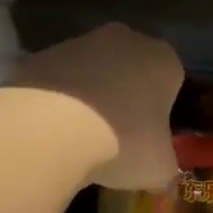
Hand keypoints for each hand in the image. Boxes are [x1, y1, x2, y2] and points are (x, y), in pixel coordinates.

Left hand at [14, 24, 181, 189]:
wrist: (51, 129)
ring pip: (93, 71)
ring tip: (83, 137)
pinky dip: (59, 100)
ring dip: (92, 96)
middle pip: (132, 68)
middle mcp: (125, 40)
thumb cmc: (124, 142)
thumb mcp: (160, 167)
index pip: (173, 80)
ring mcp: (79, 43)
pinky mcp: (40, 55)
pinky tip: (55, 130)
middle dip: (128, 96)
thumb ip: (166, 163)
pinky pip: (59, 80)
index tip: (154, 134)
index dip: (164, 108)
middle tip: (121, 134)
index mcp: (164, 60)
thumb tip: (161, 171)